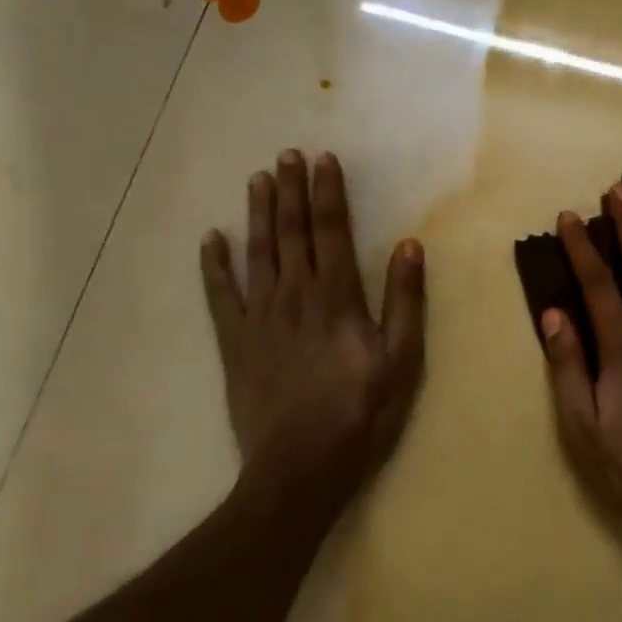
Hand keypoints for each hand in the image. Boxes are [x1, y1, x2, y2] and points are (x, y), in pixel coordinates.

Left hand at [200, 150, 425, 525]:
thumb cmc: (360, 413)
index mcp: (337, 297)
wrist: (300, 466)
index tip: (323, 159)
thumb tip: (409, 246)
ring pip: (258, 253)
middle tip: (285, 155)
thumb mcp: (401, 361)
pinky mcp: (234, 342)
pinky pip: (220, 295)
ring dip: (259, 214)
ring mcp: (259, 317)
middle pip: (292, 232)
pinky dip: (214, 265)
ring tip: (257, 180)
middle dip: (291, 191)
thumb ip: (405, 302)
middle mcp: (294, 295)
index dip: (328, 192)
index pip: (332, 231)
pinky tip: (212, 239)